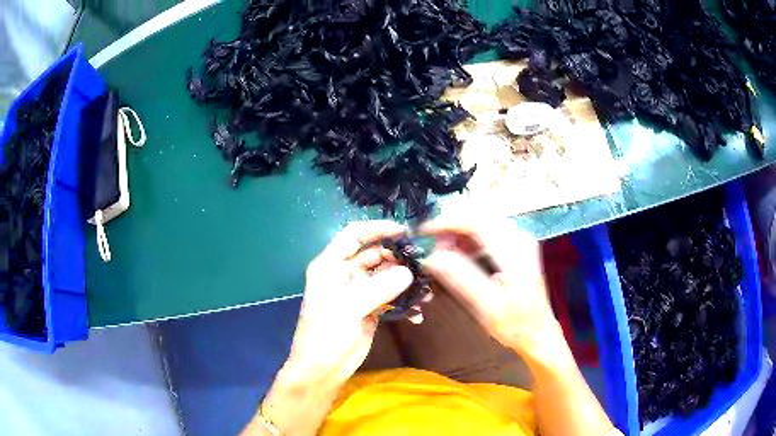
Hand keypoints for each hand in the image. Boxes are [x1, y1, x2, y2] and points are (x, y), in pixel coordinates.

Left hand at [283, 221, 413, 385]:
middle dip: (397, 257)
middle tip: (423, 262)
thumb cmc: (326, 334)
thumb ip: (379, 288)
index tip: (404, 231)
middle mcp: (345, 274)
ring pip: (385, 276)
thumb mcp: (349, 308)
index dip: (377, 229)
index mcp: (331, 266)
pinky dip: (404, 303)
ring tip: (425, 290)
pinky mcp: (370, 309)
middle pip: (374, 255)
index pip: (353, 235)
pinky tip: (416, 313)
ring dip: (405, 281)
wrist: (323, 369)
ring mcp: (358, 292)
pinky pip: (390, 298)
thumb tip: (409, 273)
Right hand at [421, 216, 559, 351]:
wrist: (538, 332)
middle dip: (448, 227)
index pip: (476, 220)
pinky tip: (456, 254)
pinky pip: (484, 230)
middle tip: (429, 247)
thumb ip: (461, 279)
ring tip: (440, 254)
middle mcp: (519, 236)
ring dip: (456, 233)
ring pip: (479, 221)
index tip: (422, 232)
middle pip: (476, 215)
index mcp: (515, 250)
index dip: (446, 221)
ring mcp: (518, 238)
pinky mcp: (514, 244)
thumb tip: (430, 257)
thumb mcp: (486, 307)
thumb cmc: (515, 325)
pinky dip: (465, 239)